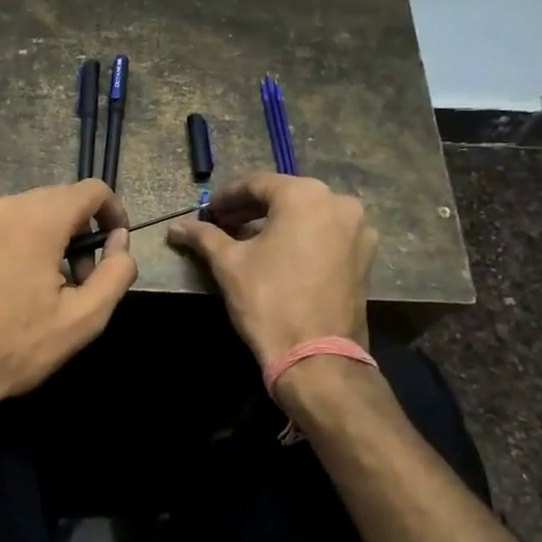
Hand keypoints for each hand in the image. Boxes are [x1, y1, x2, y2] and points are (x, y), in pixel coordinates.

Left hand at [0, 180, 136, 429]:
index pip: (91, 190)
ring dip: (44, 240)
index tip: (114, 246)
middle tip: (78, 281)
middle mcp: (1, 208)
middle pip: (56, 200)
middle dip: (78, 233)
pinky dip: (10, 248)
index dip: (113, 212)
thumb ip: (116, 273)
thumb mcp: (83, 319)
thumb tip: (120, 242)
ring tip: (40, 290)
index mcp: (37, 220)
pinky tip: (2, 291)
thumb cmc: (14, 348)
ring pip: (23, 215)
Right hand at [166, 173, 375, 366]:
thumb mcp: (229, 264)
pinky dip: (302, 238)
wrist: (316, 356)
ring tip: (248, 241)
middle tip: (223, 225)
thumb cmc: (269, 300)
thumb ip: (204, 237)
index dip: (227, 197)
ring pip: (308, 215)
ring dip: (277, 223)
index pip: (257, 184)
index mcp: (305, 195)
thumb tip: (176, 227)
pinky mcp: (365, 257)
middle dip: (252, 209)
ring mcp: (358, 230)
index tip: (208, 212)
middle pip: (285, 197)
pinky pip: (326, 235)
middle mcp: (339, 203)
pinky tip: (279, 255)